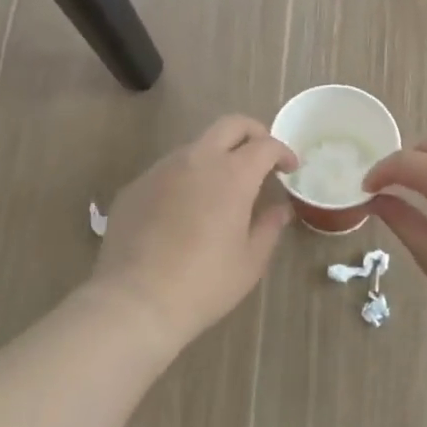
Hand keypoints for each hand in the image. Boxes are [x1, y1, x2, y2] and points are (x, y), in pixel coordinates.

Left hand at [91, 116, 297, 353]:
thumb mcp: (250, 261)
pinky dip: (186, 179)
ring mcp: (161, 169)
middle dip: (253, 133)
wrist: (135, 301)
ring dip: (216, 156)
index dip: (283, 152)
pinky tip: (184, 211)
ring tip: (222, 189)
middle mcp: (196, 160)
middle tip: (261, 158)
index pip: (265, 145)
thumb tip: (280, 209)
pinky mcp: (135, 186)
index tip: (290, 168)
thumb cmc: (204, 284)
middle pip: (230, 125)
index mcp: (232, 174)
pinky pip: (168, 171)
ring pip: (196, 146)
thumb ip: (269, 227)